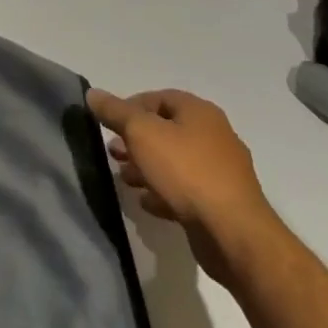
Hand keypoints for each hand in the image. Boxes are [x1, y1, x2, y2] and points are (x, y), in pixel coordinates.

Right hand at [86, 86, 279, 288]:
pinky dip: (164, 192)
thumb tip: (93, 93)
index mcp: (199, 112)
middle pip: (165, 131)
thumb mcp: (141, 133)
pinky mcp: (222, 203)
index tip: (109, 125)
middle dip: (135, 141)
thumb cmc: (185, 171)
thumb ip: (115, 112)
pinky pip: (186, 190)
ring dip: (147, 168)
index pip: (157, 98)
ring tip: (125, 179)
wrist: (233, 234)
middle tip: (114, 153)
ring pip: (174, 162)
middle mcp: (214, 136)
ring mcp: (221, 172)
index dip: (129, 107)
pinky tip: (147, 202)